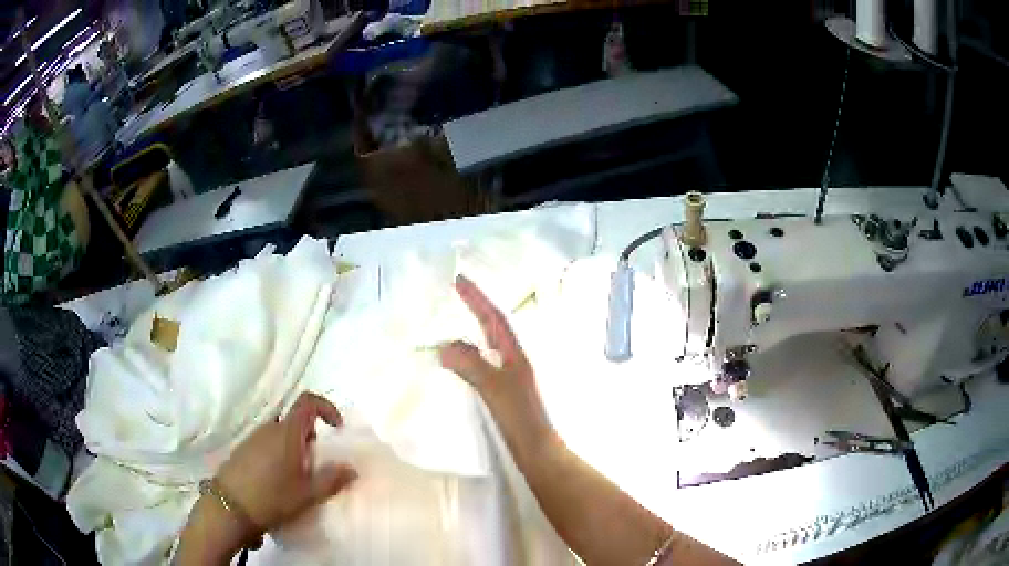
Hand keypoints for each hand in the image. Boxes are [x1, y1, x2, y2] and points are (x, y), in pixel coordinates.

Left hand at [215, 392, 357, 537]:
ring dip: (294, 449)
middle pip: (295, 421)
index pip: (307, 401)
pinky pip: (267, 444)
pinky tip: (277, 482)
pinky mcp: (242, 450)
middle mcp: (269, 428)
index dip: (326, 407)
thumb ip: (332, 479)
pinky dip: (278, 455)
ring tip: (297, 479)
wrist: (229, 507)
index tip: (337, 428)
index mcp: (287, 432)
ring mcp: (252, 438)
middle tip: (316, 466)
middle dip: (310, 438)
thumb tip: (352, 468)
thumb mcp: (308, 494)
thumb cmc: (272, 497)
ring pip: (280, 434)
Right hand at [438, 275, 553, 461]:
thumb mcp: (494, 389)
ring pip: (489, 346)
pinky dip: (470, 357)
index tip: (459, 279)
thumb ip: (471, 366)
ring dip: (473, 331)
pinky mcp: (505, 394)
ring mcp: (511, 378)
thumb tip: (445, 345)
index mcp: (516, 355)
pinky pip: (483, 365)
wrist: (538, 452)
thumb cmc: (520, 419)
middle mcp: (515, 361)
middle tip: (456, 293)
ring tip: (454, 322)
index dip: (477, 298)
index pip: (494, 319)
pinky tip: (461, 364)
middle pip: (494, 328)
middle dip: (476, 308)